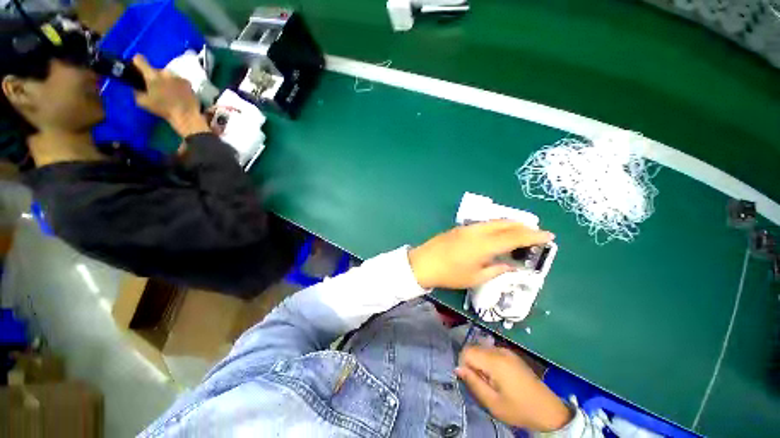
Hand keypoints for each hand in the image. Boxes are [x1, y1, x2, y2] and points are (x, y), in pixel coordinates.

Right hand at [132, 55, 209, 136]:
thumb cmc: (164, 111)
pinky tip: (178, 95)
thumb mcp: (144, 103)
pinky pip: (181, 83)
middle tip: (156, 86)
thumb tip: (136, 90)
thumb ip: (138, 93)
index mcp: (153, 75)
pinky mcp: (190, 86)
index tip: (135, 61)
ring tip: (168, 92)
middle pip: (158, 70)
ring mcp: (180, 79)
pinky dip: (178, 86)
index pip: (141, 60)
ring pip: (170, 76)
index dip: (137, 60)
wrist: (188, 118)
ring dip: (168, 81)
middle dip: (156, 75)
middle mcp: (167, 73)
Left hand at [408, 220, 553, 289]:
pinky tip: (498, 231)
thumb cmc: (450, 274)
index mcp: (484, 245)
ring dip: (510, 224)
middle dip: (523, 226)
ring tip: (520, 230)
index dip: (533, 236)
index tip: (548, 235)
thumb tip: (512, 266)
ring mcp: (467, 228)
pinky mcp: (460, 228)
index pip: (514, 237)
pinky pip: (484, 223)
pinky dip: (496, 225)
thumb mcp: (476, 277)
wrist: (423, 263)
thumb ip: (497, 269)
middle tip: (536, 232)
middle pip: (505, 224)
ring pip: (494, 221)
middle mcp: (478, 232)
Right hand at [456, 346, 572, 430]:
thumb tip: (458, 369)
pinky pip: (492, 352)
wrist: (549, 410)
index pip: (467, 351)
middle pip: (474, 349)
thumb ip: (473, 383)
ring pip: (482, 350)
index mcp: (494, 361)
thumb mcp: (493, 403)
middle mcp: (499, 350)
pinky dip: (489, 362)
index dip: (464, 365)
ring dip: (481, 364)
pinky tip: (500, 378)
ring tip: (492, 383)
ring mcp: (507, 351)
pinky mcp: (512, 354)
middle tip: (483, 384)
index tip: (472, 380)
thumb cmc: (519, 409)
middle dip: (473, 364)